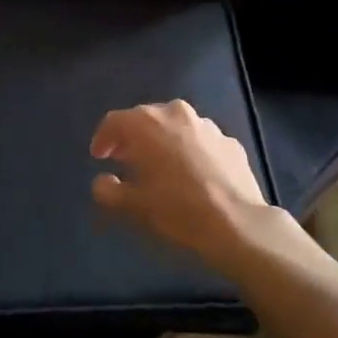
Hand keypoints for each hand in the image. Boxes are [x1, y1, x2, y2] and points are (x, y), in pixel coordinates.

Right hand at [90, 101, 271, 272]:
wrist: (237, 224)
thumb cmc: (177, 209)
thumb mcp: (133, 205)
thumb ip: (108, 190)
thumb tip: (102, 181)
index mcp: (146, 123)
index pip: (114, 122)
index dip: (102, 139)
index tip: (99, 157)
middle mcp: (175, 114)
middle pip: (145, 119)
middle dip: (132, 138)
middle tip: (125, 160)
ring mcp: (207, 125)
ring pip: (175, 127)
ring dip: (163, 142)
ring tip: (160, 167)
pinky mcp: (230, 142)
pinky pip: (200, 141)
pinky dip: (190, 151)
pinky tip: (192, 174)